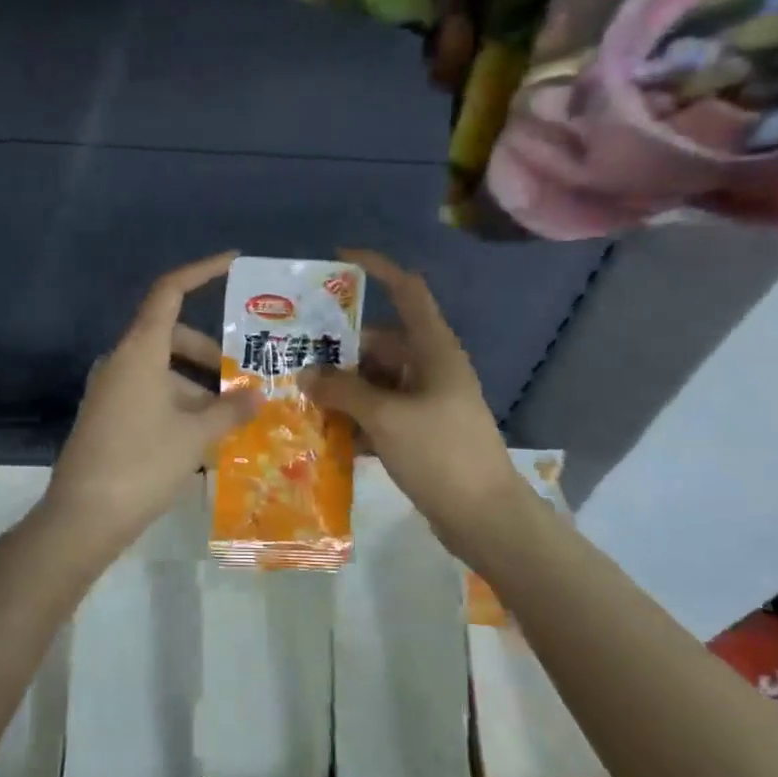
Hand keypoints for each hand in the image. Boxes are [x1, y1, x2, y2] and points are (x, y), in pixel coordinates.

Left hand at [43, 253, 260, 563]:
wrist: (83, 518)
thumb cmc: (142, 463)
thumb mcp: (195, 435)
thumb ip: (231, 410)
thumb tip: (258, 394)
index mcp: (140, 352)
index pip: (169, 293)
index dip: (200, 272)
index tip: (233, 261)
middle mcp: (122, 362)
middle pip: (171, 336)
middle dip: (210, 353)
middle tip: (245, 377)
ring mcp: (112, 391)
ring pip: (164, 371)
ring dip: (198, 386)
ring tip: (235, 415)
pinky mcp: (109, 417)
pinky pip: (152, 395)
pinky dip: (180, 404)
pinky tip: (207, 437)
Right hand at [299, 249, 524, 529]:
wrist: (484, 518)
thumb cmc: (440, 453)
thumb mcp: (386, 417)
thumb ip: (342, 391)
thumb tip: (307, 374)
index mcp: (433, 349)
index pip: (407, 291)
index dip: (377, 268)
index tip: (338, 258)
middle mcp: (429, 367)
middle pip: (379, 343)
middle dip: (338, 349)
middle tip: (293, 353)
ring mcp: (425, 401)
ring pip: (375, 380)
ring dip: (342, 387)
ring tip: (298, 394)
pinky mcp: (419, 431)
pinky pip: (379, 411)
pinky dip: (354, 417)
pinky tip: (321, 430)